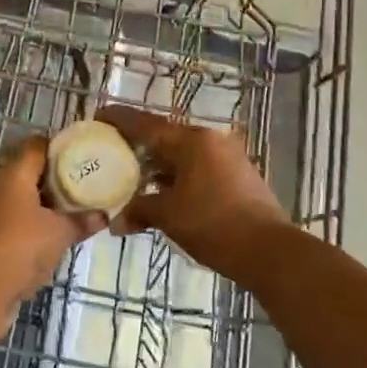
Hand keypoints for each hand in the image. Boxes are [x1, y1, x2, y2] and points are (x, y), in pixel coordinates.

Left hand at [0, 137, 104, 318]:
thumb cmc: (21, 249)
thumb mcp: (60, 234)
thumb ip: (82, 221)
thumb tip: (103, 215)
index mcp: (12, 174)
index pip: (36, 146)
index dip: (59, 149)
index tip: (81, 159)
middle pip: (25, 172)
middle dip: (52, 181)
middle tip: (79, 190)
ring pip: (15, 199)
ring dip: (37, 206)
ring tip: (65, 217)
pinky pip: (6, 221)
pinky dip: (23, 226)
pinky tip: (42, 242)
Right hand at [94, 105, 290, 276]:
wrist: (269, 251)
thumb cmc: (214, 225)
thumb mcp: (169, 215)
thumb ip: (140, 209)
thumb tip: (116, 222)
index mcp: (192, 141)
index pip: (146, 124)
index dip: (120, 119)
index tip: (98, 115)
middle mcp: (210, 140)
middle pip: (164, 137)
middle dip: (137, 144)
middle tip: (110, 150)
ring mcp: (226, 158)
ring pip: (181, 154)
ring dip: (157, 165)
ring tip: (131, 176)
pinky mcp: (236, 176)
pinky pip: (196, 168)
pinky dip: (175, 176)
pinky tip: (161, 192)